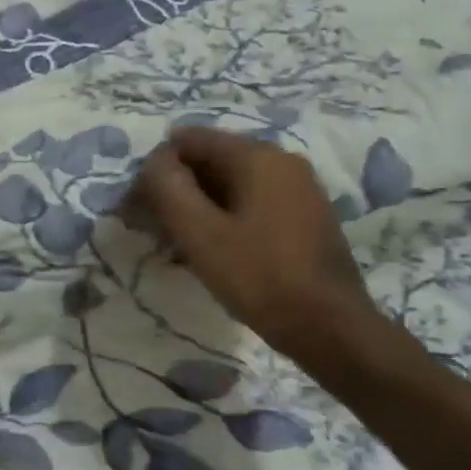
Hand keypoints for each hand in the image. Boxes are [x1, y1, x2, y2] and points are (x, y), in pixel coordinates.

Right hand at [130, 127, 381, 364]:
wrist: (332, 329)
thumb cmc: (259, 277)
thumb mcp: (200, 233)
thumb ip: (167, 188)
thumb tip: (154, 163)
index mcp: (257, 156)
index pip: (188, 140)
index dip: (155, 169)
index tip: (138, 208)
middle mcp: (281, 161)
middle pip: (210, 161)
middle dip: (176, 190)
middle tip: (153, 230)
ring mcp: (298, 189)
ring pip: (230, 185)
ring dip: (198, 208)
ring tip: (177, 247)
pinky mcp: (305, 217)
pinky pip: (251, 204)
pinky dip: (224, 220)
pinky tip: (212, 253)